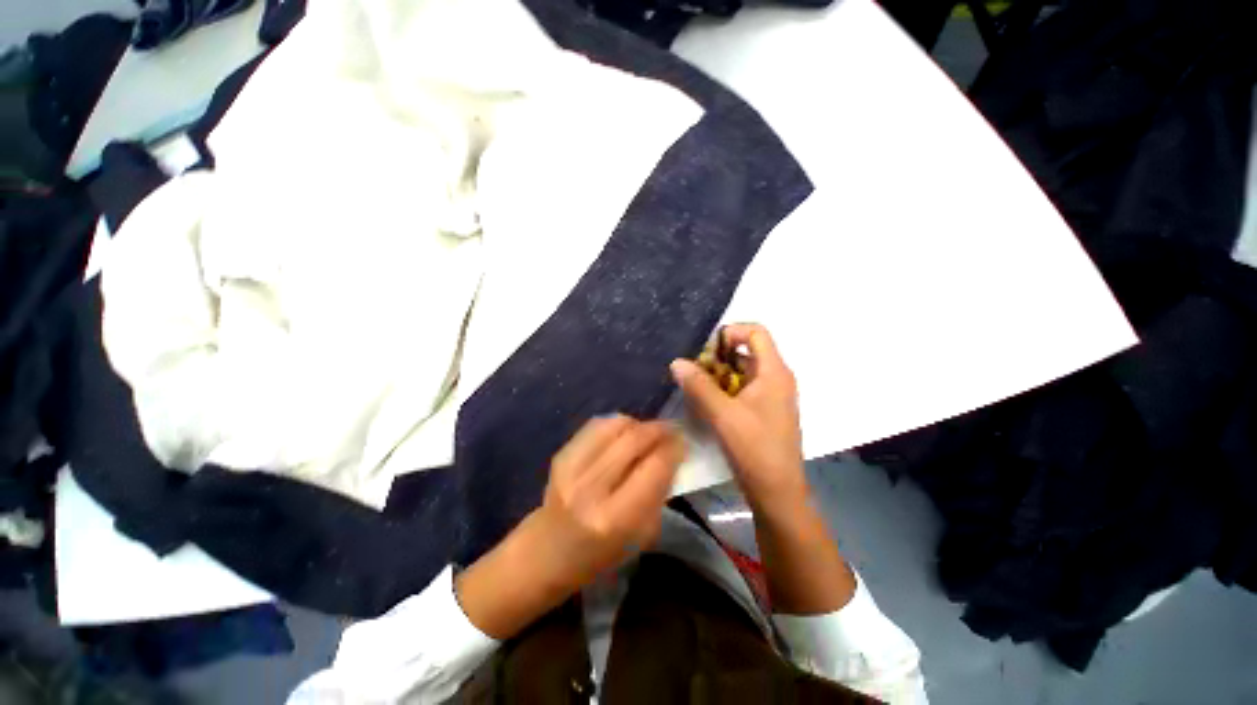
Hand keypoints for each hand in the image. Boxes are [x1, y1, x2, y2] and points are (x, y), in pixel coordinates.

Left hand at [535, 415, 683, 586]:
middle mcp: (591, 487)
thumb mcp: (640, 538)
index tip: (684, 442)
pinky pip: (597, 424)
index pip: (654, 468)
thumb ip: (657, 494)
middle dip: (659, 429)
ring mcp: (572, 467)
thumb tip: (671, 456)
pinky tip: (623, 434)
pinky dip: (616, 424)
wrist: (546, 552)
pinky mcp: (561, 454)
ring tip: (647, 433)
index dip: (673, 449)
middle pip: (634, 439)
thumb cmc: (599, 555)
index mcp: (614, 518)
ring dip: (638, 424)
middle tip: (672, 429)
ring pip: (615, 425)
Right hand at [671, 323, 806, 511]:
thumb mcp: (723, 415)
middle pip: (746, 351)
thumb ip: (699, 386)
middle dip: (718, 357)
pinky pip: (742, 388)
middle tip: (694, 372)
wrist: (778, 492)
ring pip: (741, 371)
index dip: (730, 333)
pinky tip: (706, 403)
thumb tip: (677, 362)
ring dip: (718, 375)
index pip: (756, 332)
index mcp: (774, 372)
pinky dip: (724, 389)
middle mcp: (775, 378)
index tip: (707, 351)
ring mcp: (771, 395)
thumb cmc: (755, 449)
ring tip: (695, 388)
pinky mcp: (764, 410)